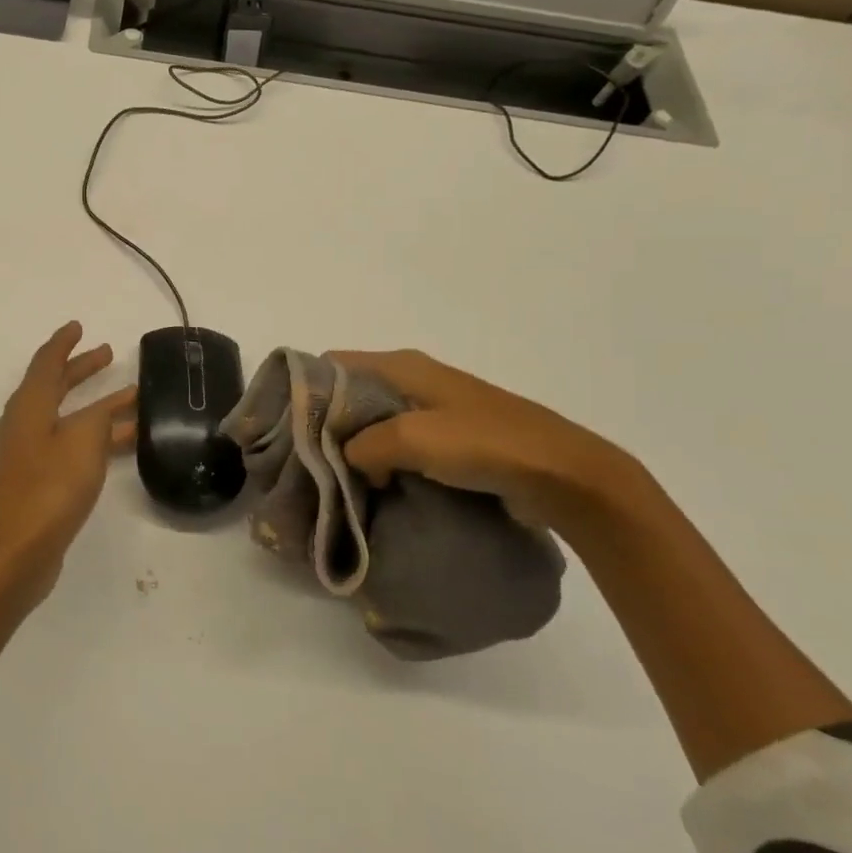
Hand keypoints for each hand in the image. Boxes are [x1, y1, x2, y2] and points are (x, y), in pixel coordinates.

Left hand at [0, 322, 136, 606]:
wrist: (16, 552)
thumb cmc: (49, 488)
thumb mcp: (82, 441)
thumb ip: (98, 416)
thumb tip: (105, 408)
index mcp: (28, 406)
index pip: (46, 362)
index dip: (64, 343)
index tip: (78, 326)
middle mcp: (23, 424)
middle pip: (53, 386)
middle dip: (80, 369)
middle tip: (107, 354)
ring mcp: (27, 454)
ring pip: (66, 417)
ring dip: (95, 405)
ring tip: (130, 397)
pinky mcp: (36, 480)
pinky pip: (69, 443)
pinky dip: (93, 436)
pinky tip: (120, 442)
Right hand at [330, 349, 645, 530]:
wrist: (565, 475)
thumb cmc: (486, 443)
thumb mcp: (413, 438)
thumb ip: (364, 445)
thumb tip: (348, 461)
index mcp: (401, 365)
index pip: (332, 364)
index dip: (305, 389)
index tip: (286, 426)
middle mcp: (412, 380)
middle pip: (349, 395)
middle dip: (325, 425)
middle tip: (305, 461)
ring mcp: (432, 411)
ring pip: (373, 424)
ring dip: (353, 449)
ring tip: (332, 480)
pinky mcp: (448, 440)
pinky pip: (398, 446)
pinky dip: (380, 463)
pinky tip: (370, 489)